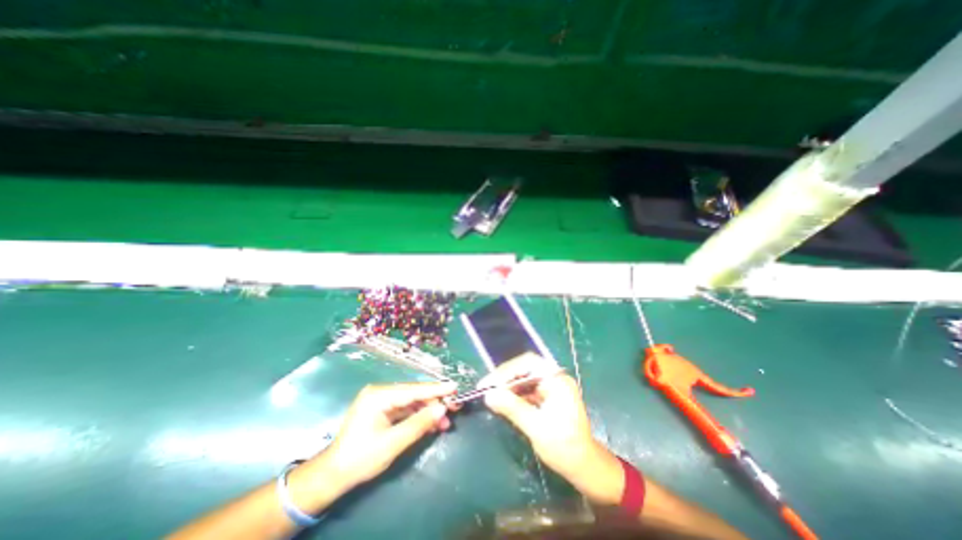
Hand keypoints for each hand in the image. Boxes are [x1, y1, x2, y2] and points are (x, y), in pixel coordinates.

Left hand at [319, 380, 458, 489]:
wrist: (333, 475)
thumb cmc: (361, 459)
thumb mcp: (393, 443)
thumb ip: (419, 424)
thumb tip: (442, 408)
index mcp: (379, 396)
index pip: (413, 390)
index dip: (436, 389)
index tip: (454, 387)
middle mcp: (380, 392)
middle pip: (414, 393)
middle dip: (434, 402)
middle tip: (454, 408)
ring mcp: (381, 399)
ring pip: (412, 401)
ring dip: (428, 411)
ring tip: (445, 422)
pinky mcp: (382, 408)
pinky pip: (405, 408)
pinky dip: (418, 416)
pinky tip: (431, 423)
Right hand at [477, 353, 603, 475]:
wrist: (584, 467)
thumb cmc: (565, 448)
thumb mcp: (537, 428)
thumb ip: (513, 408)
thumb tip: (489, 395)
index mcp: (557, 380)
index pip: (528, 364)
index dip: (506, 371)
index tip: (488, 384)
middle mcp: (554, 378)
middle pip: (525, 368)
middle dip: (505, 377)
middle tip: (486, 388)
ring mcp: (551, 386)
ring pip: (524, 378)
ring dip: (507, 385)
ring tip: (491, 394)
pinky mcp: (547, 396)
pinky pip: (526, 389)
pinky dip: (514, 394)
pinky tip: (503, 401)